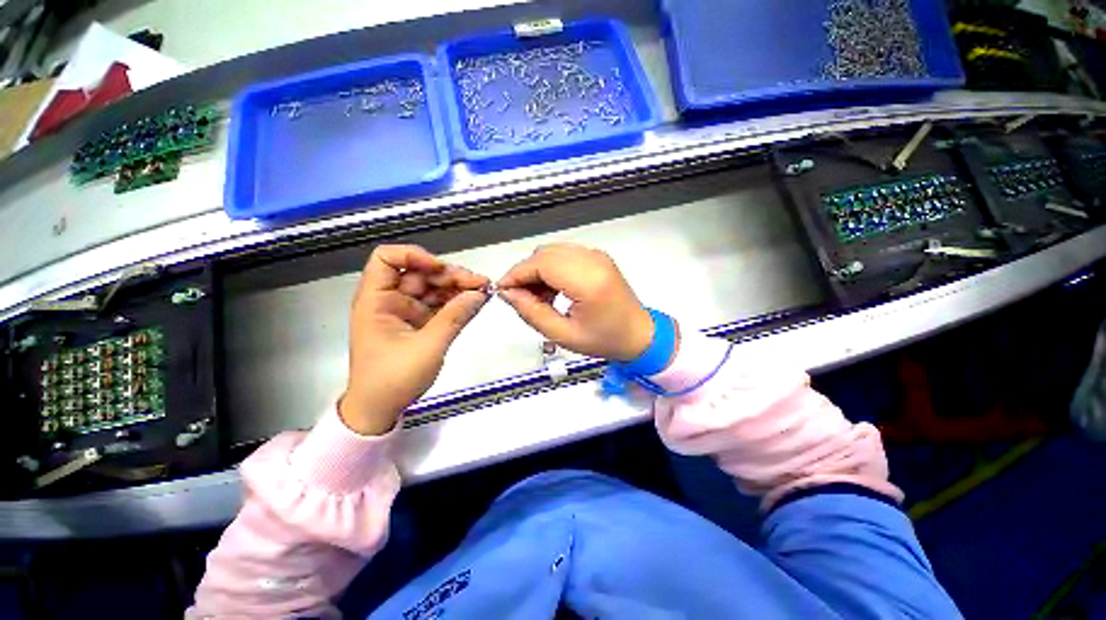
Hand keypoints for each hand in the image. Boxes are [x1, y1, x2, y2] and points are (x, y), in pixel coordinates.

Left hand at [340, 245, 488, 434]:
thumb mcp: (428, 347)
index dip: (414, 256)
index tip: (441, 270)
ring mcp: (407, 311)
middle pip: (421, 273)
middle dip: (450, 275)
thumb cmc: (392, 379)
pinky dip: (458, 302)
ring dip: (459, 287)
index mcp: (377, 300)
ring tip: (484, 291)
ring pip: (434, 288)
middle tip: (480, 284)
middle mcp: (391, 300)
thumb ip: (455, 317)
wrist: (380, 409)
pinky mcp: (420, 323)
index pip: (387, 259)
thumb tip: (480, 294)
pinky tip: (476, 301)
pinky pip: (440, 305)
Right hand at [497, 243, 654, 360]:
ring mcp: (597, 255)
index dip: (517, 274)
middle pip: (544, 254)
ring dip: (538, 270)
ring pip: (552, 251)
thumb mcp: (563, 335)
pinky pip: (564, 254)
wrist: (638, 334)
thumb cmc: (604, 340)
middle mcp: (593, 260)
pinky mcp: (598, 257)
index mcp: (588, 281)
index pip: (541, 264)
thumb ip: (532, 312)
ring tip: (539, 297)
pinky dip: (551, 268)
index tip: (502, 291)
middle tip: (521, 298)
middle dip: (525, 273)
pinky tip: (553, 289)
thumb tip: (507, 293)